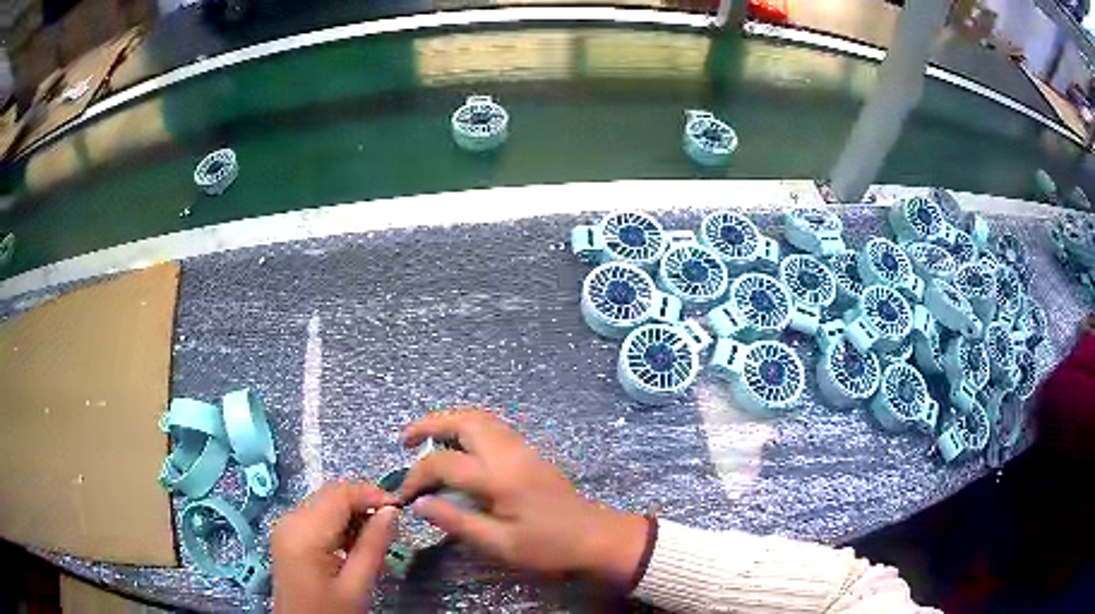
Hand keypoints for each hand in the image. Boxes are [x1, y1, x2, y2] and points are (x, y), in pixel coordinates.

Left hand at [272, 482, 398, 612]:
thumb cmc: (330, 612)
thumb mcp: (357, 585)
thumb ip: (373, 545)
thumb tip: (391, 511)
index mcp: (304, 532)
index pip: (339, 494)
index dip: (371, 493)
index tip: (400, 506)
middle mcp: (289, 520)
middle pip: (330, 495)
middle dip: (362, 503)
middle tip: (392, 524)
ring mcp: (285, 526)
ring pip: (324, 504)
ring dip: (352, 514)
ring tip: (376, 538)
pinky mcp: (287, 535)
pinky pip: (316, 517)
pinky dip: (338, 524)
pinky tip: (354, 544)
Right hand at [400, 410, 648, 586]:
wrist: (597, 538)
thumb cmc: (549, 547)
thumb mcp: (500, 544)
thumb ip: (457, 521)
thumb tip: (419, 504)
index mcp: (500, 477)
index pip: (444, 463)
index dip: (417, 476)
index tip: (404, 494)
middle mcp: (510, 452)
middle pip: (464, 420)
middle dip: (429, 424)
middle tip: (406, 441)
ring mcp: (523, 448)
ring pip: (481, 418)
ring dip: (450, 422)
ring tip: (427, 441)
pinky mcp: (531, 453)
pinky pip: (493, 427)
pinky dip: (468, 428)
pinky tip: (459, 449)